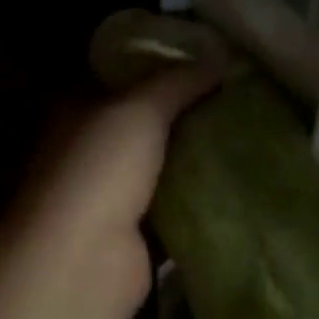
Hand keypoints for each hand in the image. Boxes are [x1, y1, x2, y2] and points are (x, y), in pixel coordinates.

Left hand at [16, 63, 219, 318]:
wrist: (84, 261)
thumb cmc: (102, 167)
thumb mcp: (143, 107)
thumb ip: (180, 80)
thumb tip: (221, 58)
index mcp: (77, 107)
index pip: (120, 75)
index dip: (158, 64)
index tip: (204, 58)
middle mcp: (87, 146)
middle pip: (142, 119)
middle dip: (182, 109)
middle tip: (233, 92)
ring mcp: (106, 191)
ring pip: (158, 161)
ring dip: (191, 152)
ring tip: (241, 128)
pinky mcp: (131, 231)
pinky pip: (170, 202)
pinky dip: (194, 193)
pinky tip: (233, 176)